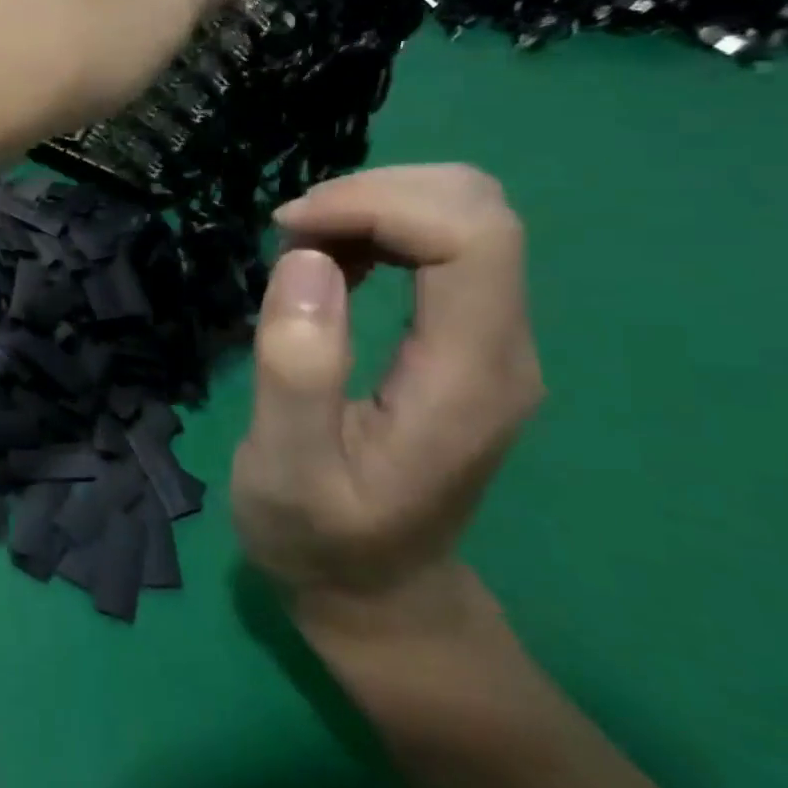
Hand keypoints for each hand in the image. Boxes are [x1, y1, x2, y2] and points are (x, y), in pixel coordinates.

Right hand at [231, 166, 543, 626]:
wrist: (375, 594)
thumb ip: (298, 370)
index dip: (379, 202)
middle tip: (292, 234)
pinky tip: (330, 264)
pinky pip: (444, 245)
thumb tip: (308, 257)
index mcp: (468, 378)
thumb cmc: (318, 538)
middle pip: (479, 208)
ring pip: (464, 216)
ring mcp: (491, 342)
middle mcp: (501, 347)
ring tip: (300, 248)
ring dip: (375, 207)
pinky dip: (380, 228)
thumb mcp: (286, 469)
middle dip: (377, 193)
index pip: (472, 236)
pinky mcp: (466, 340)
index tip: (290, 228)